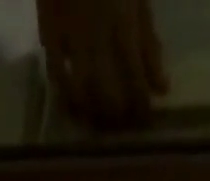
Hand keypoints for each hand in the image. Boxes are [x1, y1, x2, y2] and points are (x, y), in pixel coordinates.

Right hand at [37, 0, 167, 130]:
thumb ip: (149, 44)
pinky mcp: (48, 27)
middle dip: (115, 117)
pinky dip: (65, 92)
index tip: (143, 122)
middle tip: (119, 125)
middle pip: (107, 95)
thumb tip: (162, 90)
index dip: (140, 110)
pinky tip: (72, 102)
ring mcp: (69, 33)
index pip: (136, 84)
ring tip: (96, 120)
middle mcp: (96, 36)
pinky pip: (55, 72)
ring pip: (80, 91)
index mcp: (123, 26)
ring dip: (89, 112)